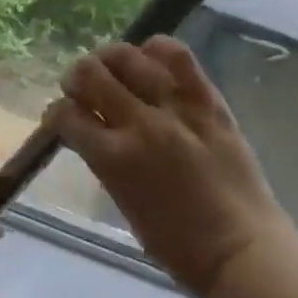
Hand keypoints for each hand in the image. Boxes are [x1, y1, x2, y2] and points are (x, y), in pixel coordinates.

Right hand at [44, 38, 292, 297]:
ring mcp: (176, 108)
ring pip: (129, 56)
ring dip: (110, 59)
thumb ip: (105, 162)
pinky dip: (157, 50)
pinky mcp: (208, 100)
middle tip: (82, 87)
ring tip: (113, 69)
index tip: (61, 117)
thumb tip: (92, 133)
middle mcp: (139, 124)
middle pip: (91, 74)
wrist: (241, 247)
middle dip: (76, 77)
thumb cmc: (178, 245)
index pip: (66, 115)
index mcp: (113, 159)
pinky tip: (151, 59)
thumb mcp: (124, 204)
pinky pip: (178, 56)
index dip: (56, 113)